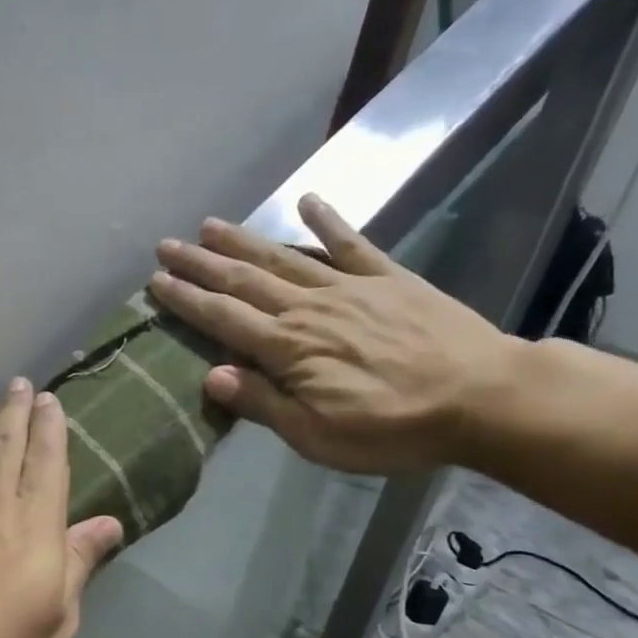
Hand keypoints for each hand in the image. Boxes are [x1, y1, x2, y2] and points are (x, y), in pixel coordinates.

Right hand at [147, 194, 524, 474]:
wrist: (481, 397)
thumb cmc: (392, 428)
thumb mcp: (316, 435)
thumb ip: (263, 403)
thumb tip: (211, 374)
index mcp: (288, 349)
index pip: (223, 319)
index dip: (187, 300)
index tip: (156, 282)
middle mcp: (309, 308)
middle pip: (244, 280)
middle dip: (201, 263)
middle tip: (167, 245)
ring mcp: (349, 287)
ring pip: (284, 257)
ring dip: (244, 241)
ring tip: (210, 225)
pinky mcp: (388, 278)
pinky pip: (351, 243)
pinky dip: (326, 221)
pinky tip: (307, 201)